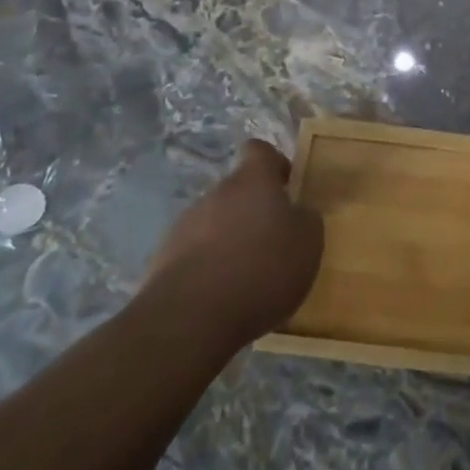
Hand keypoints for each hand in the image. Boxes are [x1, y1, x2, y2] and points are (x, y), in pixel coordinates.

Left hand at [142, 139, 323, 351]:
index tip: (286, 188)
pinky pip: (193, 256)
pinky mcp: (162, 261)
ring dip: (228, 242)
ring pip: (213, 224)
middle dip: (252, 213)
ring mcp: (184, 226)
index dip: (274, 165)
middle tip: (272, 245)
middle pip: (237, 192)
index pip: (259, 150)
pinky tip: (220, 300)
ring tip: (245, 280)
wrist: (190, 319)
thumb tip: (297, 213)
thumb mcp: (307, 243)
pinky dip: (207, 271)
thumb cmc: (261, 269)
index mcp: (252, 180)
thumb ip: (305, 219)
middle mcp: (216, 193)